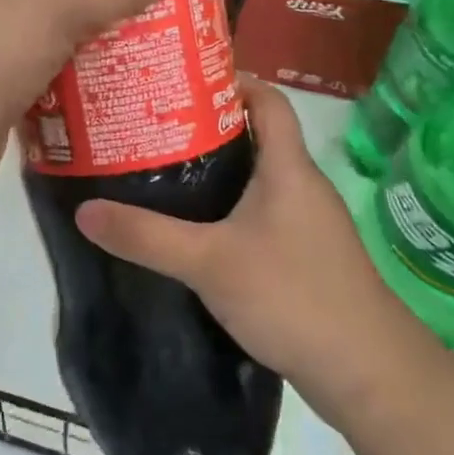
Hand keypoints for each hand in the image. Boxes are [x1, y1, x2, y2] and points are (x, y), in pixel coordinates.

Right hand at [75, 79, 413, 400]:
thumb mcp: (209, 262)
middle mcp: (302, 186)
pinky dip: (230, 208)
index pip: (268, 101)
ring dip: (217, 170)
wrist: (369, 374)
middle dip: (207, 127)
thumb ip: (146, 237)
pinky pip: (262, 214)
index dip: (231, 81)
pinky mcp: (306, 257)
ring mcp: (308, 224)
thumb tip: (84, 211)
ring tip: (163, 169)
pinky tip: (196, 228)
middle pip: (257, 136)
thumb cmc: (293, 296)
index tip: (183, 80)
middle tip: (155, 125)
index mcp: (288, 168)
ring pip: (258, 178)